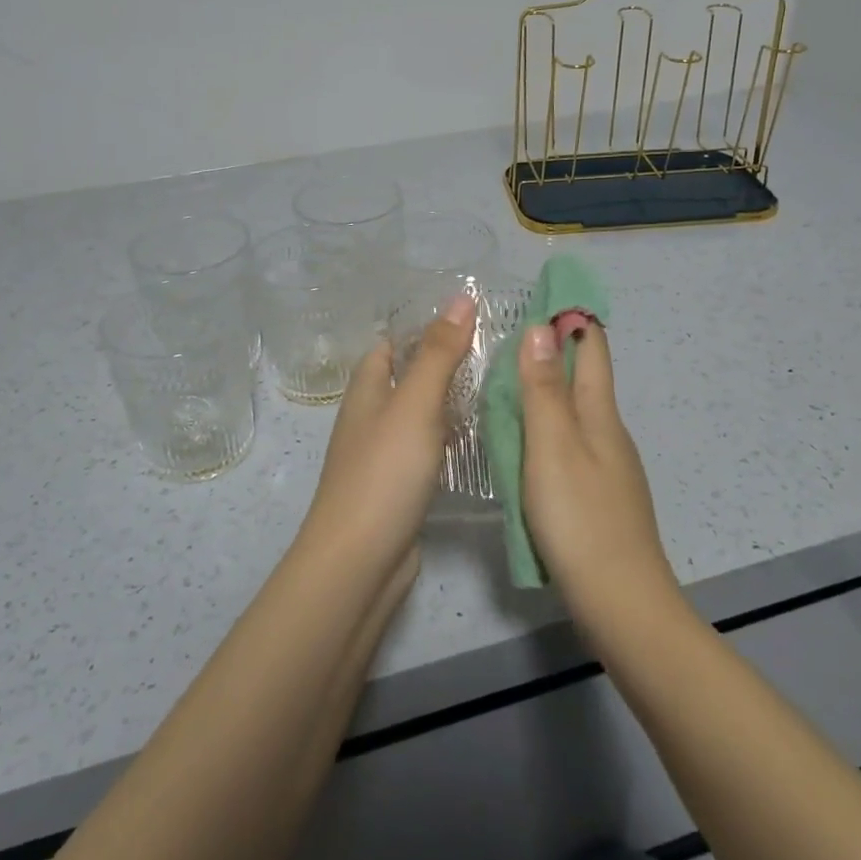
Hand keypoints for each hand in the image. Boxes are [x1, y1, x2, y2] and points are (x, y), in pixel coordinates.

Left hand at [302, 293, 477, 568]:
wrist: (360, 561)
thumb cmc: (384, 473)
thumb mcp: (415, 404)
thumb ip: (439, 353)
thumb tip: (461, 298)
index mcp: (366, 390)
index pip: (390, 343)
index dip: (424, 326)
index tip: (471, 315)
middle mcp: (371, 417)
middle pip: (407, 377)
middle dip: (445, 362)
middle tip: (498, 349)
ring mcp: (384, 454)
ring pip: (420, 414)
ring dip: (451, 400)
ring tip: (500, 385)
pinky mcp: (400, 487)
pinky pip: (427, 449)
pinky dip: (450, 438)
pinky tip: (481, 438)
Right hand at [517, 322, 675, 609]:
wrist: (620, 602)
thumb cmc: (580, 517)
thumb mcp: (552, 446)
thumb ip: (543, 390)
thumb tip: (543, 328)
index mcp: (600, 415)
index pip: (592, 351)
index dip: (573, 320)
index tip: (548, 294)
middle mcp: (609, 434)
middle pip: (585, 380)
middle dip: (556, 352)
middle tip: (514, 334)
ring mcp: (608, 468)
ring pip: (577, 414)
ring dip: (550, 391)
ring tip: (511, 383)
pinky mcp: (599, 498)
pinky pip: (571, 446)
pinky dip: (549, 429)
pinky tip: (528, 444)